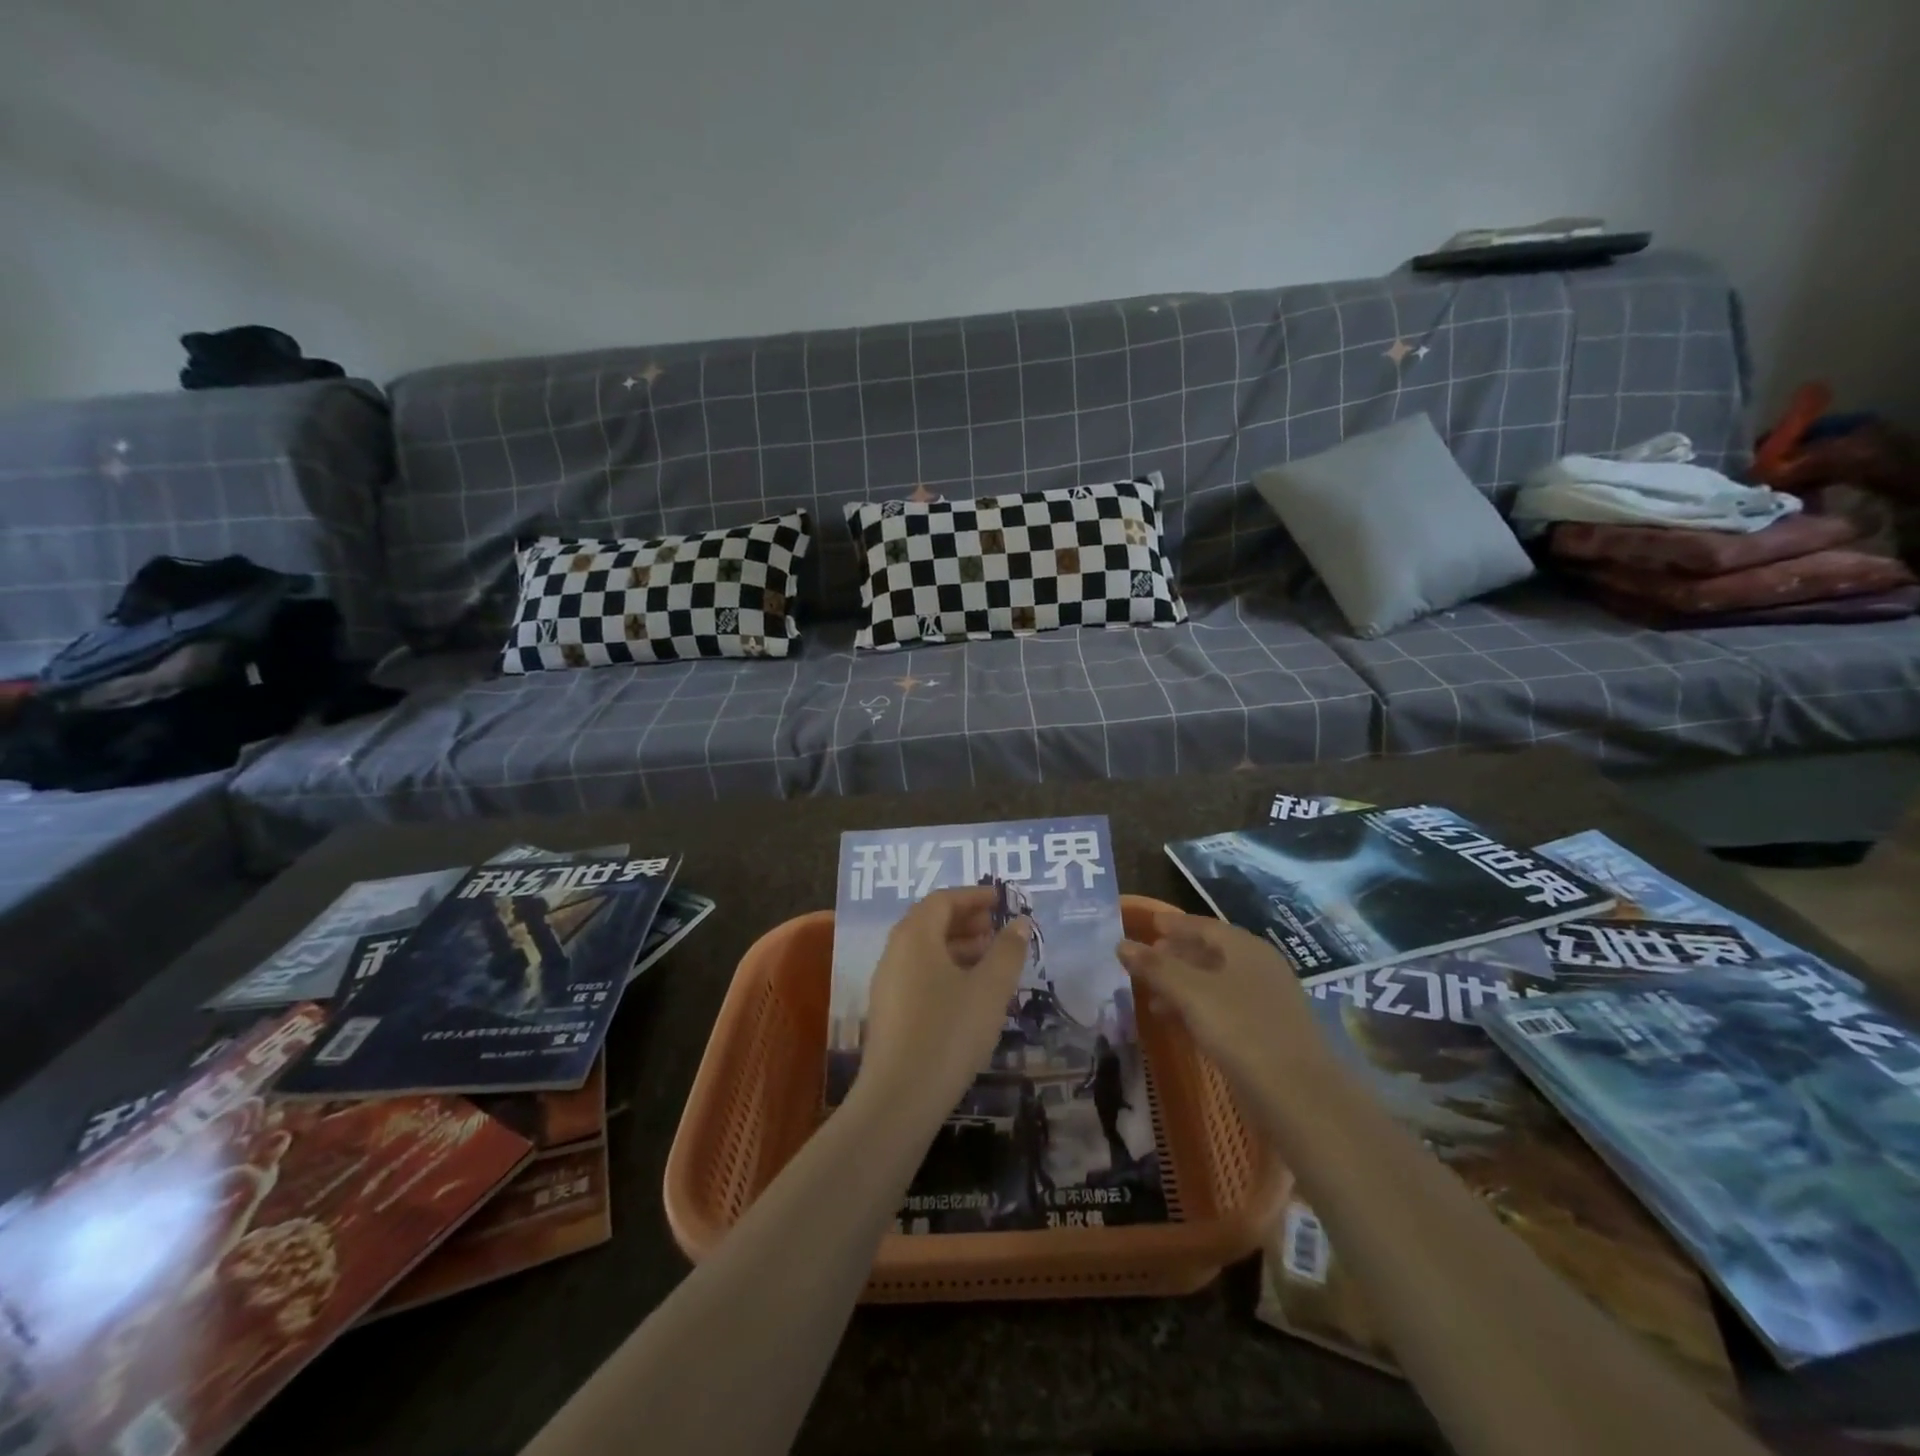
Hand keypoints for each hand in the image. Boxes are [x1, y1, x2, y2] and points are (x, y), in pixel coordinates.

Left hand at [854, 887, 1029, 1125]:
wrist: (900, 1097)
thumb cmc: (949, 1032)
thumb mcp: (990, 989)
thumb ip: (1007, 951)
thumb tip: (1018, 922)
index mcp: (915, 935)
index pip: (943, 900)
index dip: (973, 896)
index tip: (1001, 900)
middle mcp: (895, 951)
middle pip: (930, 922)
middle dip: (966, 920)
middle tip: (997, 928)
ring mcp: (887, 982)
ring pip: (924, 950)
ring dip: (957, 946)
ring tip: (990, 960)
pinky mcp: (888, 1011)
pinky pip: (918, 973)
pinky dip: (945, 969)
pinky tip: (968, 992)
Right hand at [1116, 912, 1323, 1096]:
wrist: (1300, 1095)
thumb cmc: (1242, 1030)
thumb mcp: (1191, 994)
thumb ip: (1156, 968)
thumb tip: (1121, 944)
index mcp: (1245, 948)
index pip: (1204, 925)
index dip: (1175, 924)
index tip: (1149, 924)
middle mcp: (1260, 967)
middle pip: (1212, 952)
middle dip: (1177, 956)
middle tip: (1146, 961)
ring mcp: (1267, 1001)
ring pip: (1217, 983)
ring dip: (1184, 986)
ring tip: (1152, 998)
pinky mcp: (1269, 1033)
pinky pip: (1226, 1008)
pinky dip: (1199, 1009)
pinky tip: (1181, 1024)